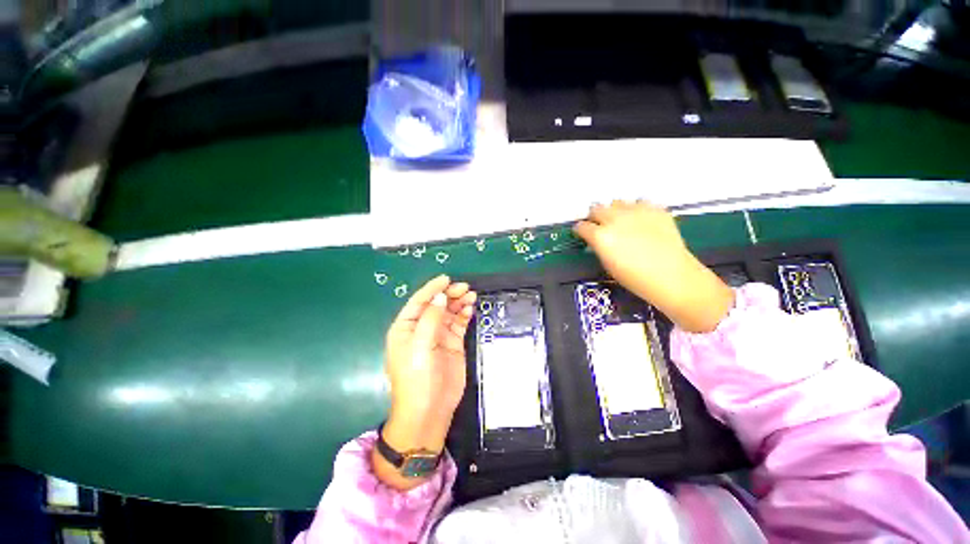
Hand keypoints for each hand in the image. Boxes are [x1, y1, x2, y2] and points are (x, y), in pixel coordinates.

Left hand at [375, 275, 475, 488]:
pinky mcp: (453, 343)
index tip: (446, 278)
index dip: (432, 289)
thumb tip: (440, 296)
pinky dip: (464, 314)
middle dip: (449, 294)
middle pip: (436, 305)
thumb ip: (430, 319)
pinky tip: (470, 308)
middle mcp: (421, 329)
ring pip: (449, 312)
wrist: (430, 411)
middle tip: (464, 288)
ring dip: (459, 302)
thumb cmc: (418, 378)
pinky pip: (458, 324)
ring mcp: (438, 336)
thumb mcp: (420, 346)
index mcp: (406, 328)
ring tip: (471, 294)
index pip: (419, 302)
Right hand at [574, 201, 733, 332]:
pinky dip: (637, 209)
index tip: (582, 233)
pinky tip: (641, 221)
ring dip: (615, 211)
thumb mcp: (607, 264)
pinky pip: (640, 203)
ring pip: (617, 202)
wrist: (672, 277)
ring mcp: (636, 211)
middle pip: (597, 208)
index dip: (580, 230)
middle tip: (600, 226)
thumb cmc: (635, 278)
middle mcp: (615, 218)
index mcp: (600, 235)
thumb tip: (597, 240)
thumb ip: (599, 246)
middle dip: (595, 217)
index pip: (582, 226)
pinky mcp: (655, 209)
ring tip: (622, 222)